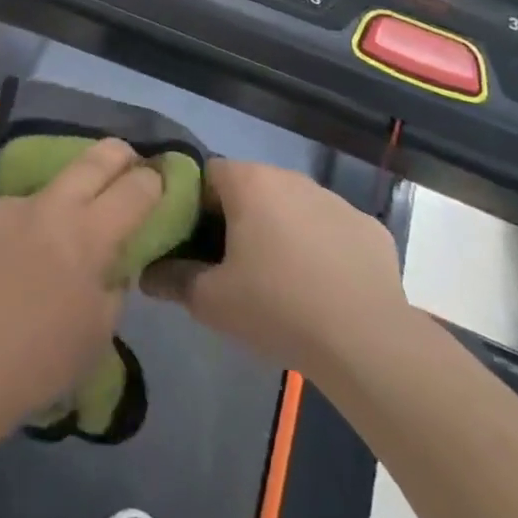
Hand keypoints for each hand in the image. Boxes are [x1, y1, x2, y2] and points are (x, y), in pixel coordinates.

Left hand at [0, 140, 164, 427]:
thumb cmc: (37, 362)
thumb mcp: (97, 332)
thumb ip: (111, 285)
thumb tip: (109, 262)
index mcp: (88, 235)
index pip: (135, 189)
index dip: (154, 181)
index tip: (159, 180)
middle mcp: (48, 206)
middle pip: (94, 159)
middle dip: (119, 155)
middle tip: (128, 160)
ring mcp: (6, 206)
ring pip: (45, 190)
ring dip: (57, 206)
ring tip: (45, 245)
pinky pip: (8, 215)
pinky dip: (17, 231)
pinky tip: (3, 264)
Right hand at [142, 158, 405, 376]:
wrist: (368, 343)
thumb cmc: (278, 308)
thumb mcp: (210, 301)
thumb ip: (172, 279)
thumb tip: (147, 273)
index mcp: (249, 182)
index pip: (204, 174)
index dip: (191, 204)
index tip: (190, 241)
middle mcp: (291, 178)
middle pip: (249, 188)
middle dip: (235, 218)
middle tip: (228, 263)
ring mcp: (337, 201)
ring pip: (292, 207)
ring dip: (279, 230)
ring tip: (277, 279)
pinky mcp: (371, 229)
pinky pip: (331, 230)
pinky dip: (321, 248)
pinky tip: (322, 288)